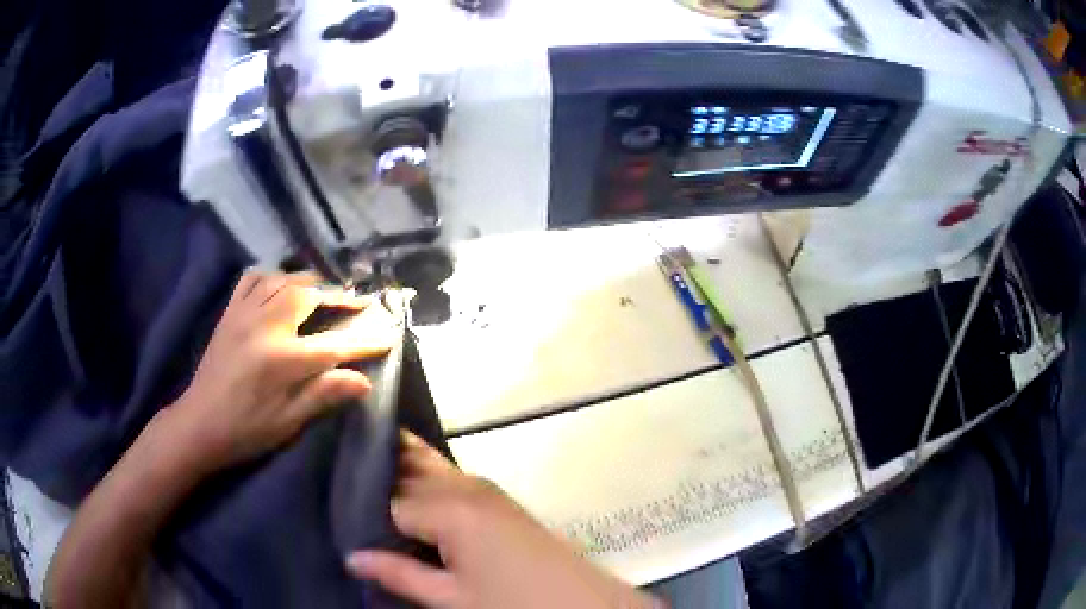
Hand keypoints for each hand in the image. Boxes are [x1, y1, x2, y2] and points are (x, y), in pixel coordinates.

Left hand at [165, 271, 396, 472]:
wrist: (199, 423)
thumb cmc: (246, 429)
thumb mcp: (288, 422)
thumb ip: (324, 394)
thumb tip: (363, 381)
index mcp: (283, 359)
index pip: (336, 344)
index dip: (366, 339)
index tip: (389, 333)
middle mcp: (265, 325)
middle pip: (310, 296)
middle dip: (339, 296)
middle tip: (359, 302)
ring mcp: (244, 313)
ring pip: (283, 280)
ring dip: (309, 282)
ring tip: (325, 291)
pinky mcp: (230, 312)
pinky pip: (253, 278)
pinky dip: (272, 276)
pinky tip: (280, 285)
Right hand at [346, 432, 661, 608]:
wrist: (584, 604)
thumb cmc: (515, 605)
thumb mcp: (452, 599)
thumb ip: (399, 574)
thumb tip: (352, 556)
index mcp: (448, 507)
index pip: (385, 495)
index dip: (357, 503)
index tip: (331, 506)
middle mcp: (465, 485)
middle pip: (407, 469)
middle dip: (374, 474)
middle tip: (338, 482)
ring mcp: (486, 489)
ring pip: (428, 470)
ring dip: (399, 475)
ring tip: (363, 486)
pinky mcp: (498, 500)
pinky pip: (449, 482)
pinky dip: (424, 486)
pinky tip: (408, 503)